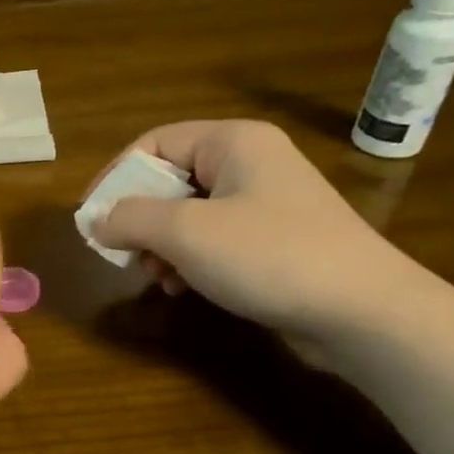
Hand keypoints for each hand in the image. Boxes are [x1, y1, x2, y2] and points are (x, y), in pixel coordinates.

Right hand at [89, 118, 453, 453]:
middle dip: (139, 219)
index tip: (90, 218)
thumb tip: (97, 222)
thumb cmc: (269, 255)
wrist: (362, 311)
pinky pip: (214, 240)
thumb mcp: (186, 232)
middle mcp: (250, 164)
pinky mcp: (274, 242)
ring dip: (161, 246)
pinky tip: (182, 288)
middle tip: (123, 254)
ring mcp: (265, 204)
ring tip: (156, 277)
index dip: (115, 176)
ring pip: (189, 215)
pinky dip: (189, 261)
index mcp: (233, 142)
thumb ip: (131, 219)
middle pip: (170, 180)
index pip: (154, 143)